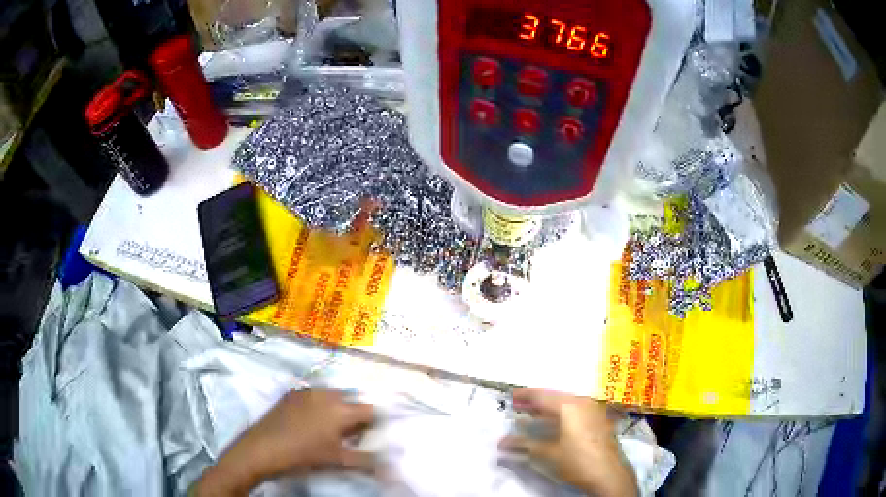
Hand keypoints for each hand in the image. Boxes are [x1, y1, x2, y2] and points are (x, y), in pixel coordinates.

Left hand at [194, 389, 374, 495]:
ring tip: (330, 429)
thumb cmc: (304, 456)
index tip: (370, 436)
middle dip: (355, 415)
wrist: (262, 448)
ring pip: (332, 396)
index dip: (374, 423)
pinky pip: (313, 396)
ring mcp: (306, 392)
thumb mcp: (338, 461)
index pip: (370, 410)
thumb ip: (366, 460)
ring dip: (337, 409)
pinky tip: (310, 423)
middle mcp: (326, 394)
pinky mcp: (291, 394)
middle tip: (350, 435)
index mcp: (341, 409)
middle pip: (351, 400)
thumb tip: (388, 463)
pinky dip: (319, 406)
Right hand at [500, 389, 637, 496]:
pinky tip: (555, 423)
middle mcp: (583, 402)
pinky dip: (562, 414)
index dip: (525, 395)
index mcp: (569, 405)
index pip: (542, 396)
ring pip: (567, 403)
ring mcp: (594, 410)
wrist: (609, 474)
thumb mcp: (548, 454)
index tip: (511, 396)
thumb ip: (524, 445)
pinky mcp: (600, 420)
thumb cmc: (577, 461)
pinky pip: (577, 410)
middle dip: (536, 401)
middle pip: (555, 397)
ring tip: (534, 413)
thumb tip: (502, 442)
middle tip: (519, 404)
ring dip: (549, 408)